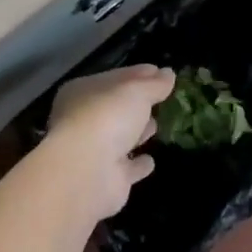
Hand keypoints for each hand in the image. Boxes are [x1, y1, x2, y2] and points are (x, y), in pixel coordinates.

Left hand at [37, 64, 173, 220]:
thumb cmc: (107, 117)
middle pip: (117, 108)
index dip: (138, 74)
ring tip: (157, 125)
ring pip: (121, 138)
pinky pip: (128, 168)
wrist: (88, 172)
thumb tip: (168, 73)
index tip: (161, 72)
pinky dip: (138, 165)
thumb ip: (154, 84)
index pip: (115, 78)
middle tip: (161, 100)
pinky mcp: (108, 179)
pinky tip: (151, 161)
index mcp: (82, 92)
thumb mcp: (136, 91)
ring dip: (137, 133)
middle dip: (137, 105)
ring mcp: (95, 152)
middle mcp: (84, 121)